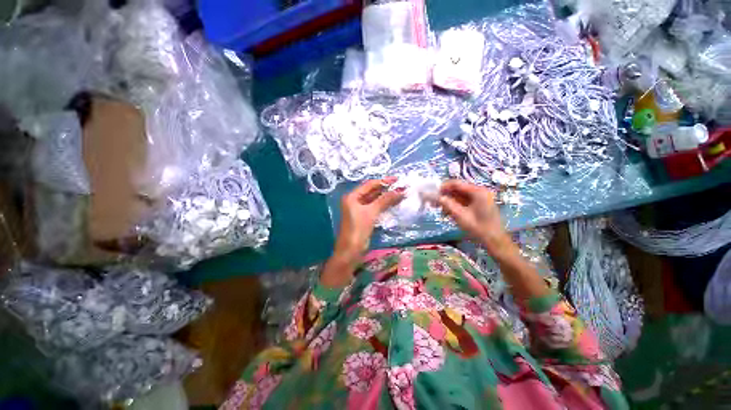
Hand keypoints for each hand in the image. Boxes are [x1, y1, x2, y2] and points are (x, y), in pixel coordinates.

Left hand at [334, 177, 404, 263]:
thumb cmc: (358, 228)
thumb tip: (400, 191)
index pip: (369, 185)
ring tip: (400, 194)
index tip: (397, 180)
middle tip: (401, 187)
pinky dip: (384, 205)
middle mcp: (355, 201)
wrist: (351, 250)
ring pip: (374, 200)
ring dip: (386, 197)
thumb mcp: (371, 212)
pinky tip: (394, 203)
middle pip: (372, 192)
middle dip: (386, 189)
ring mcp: (359, 209)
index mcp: (352, 196)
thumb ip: (385, 200)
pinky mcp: (364, 217)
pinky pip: (375, 208)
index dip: (383, 181)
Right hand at [437, 180, 510, 254]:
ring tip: (438, 208)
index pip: (457, 184)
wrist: (494, 240)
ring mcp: (480, 198)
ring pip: (460, 195)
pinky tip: (447, 212)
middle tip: (433, 201)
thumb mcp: (460, 216)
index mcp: (478, 192)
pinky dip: (455, 204)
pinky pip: (464, 201)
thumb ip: (448, 204)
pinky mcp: (479, 204)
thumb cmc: (478, 228)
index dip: (443, 187)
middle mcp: (480, 191)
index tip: (432, 193)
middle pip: (458, 189)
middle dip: (445, 195)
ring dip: (449, 200)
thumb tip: (437, 197)